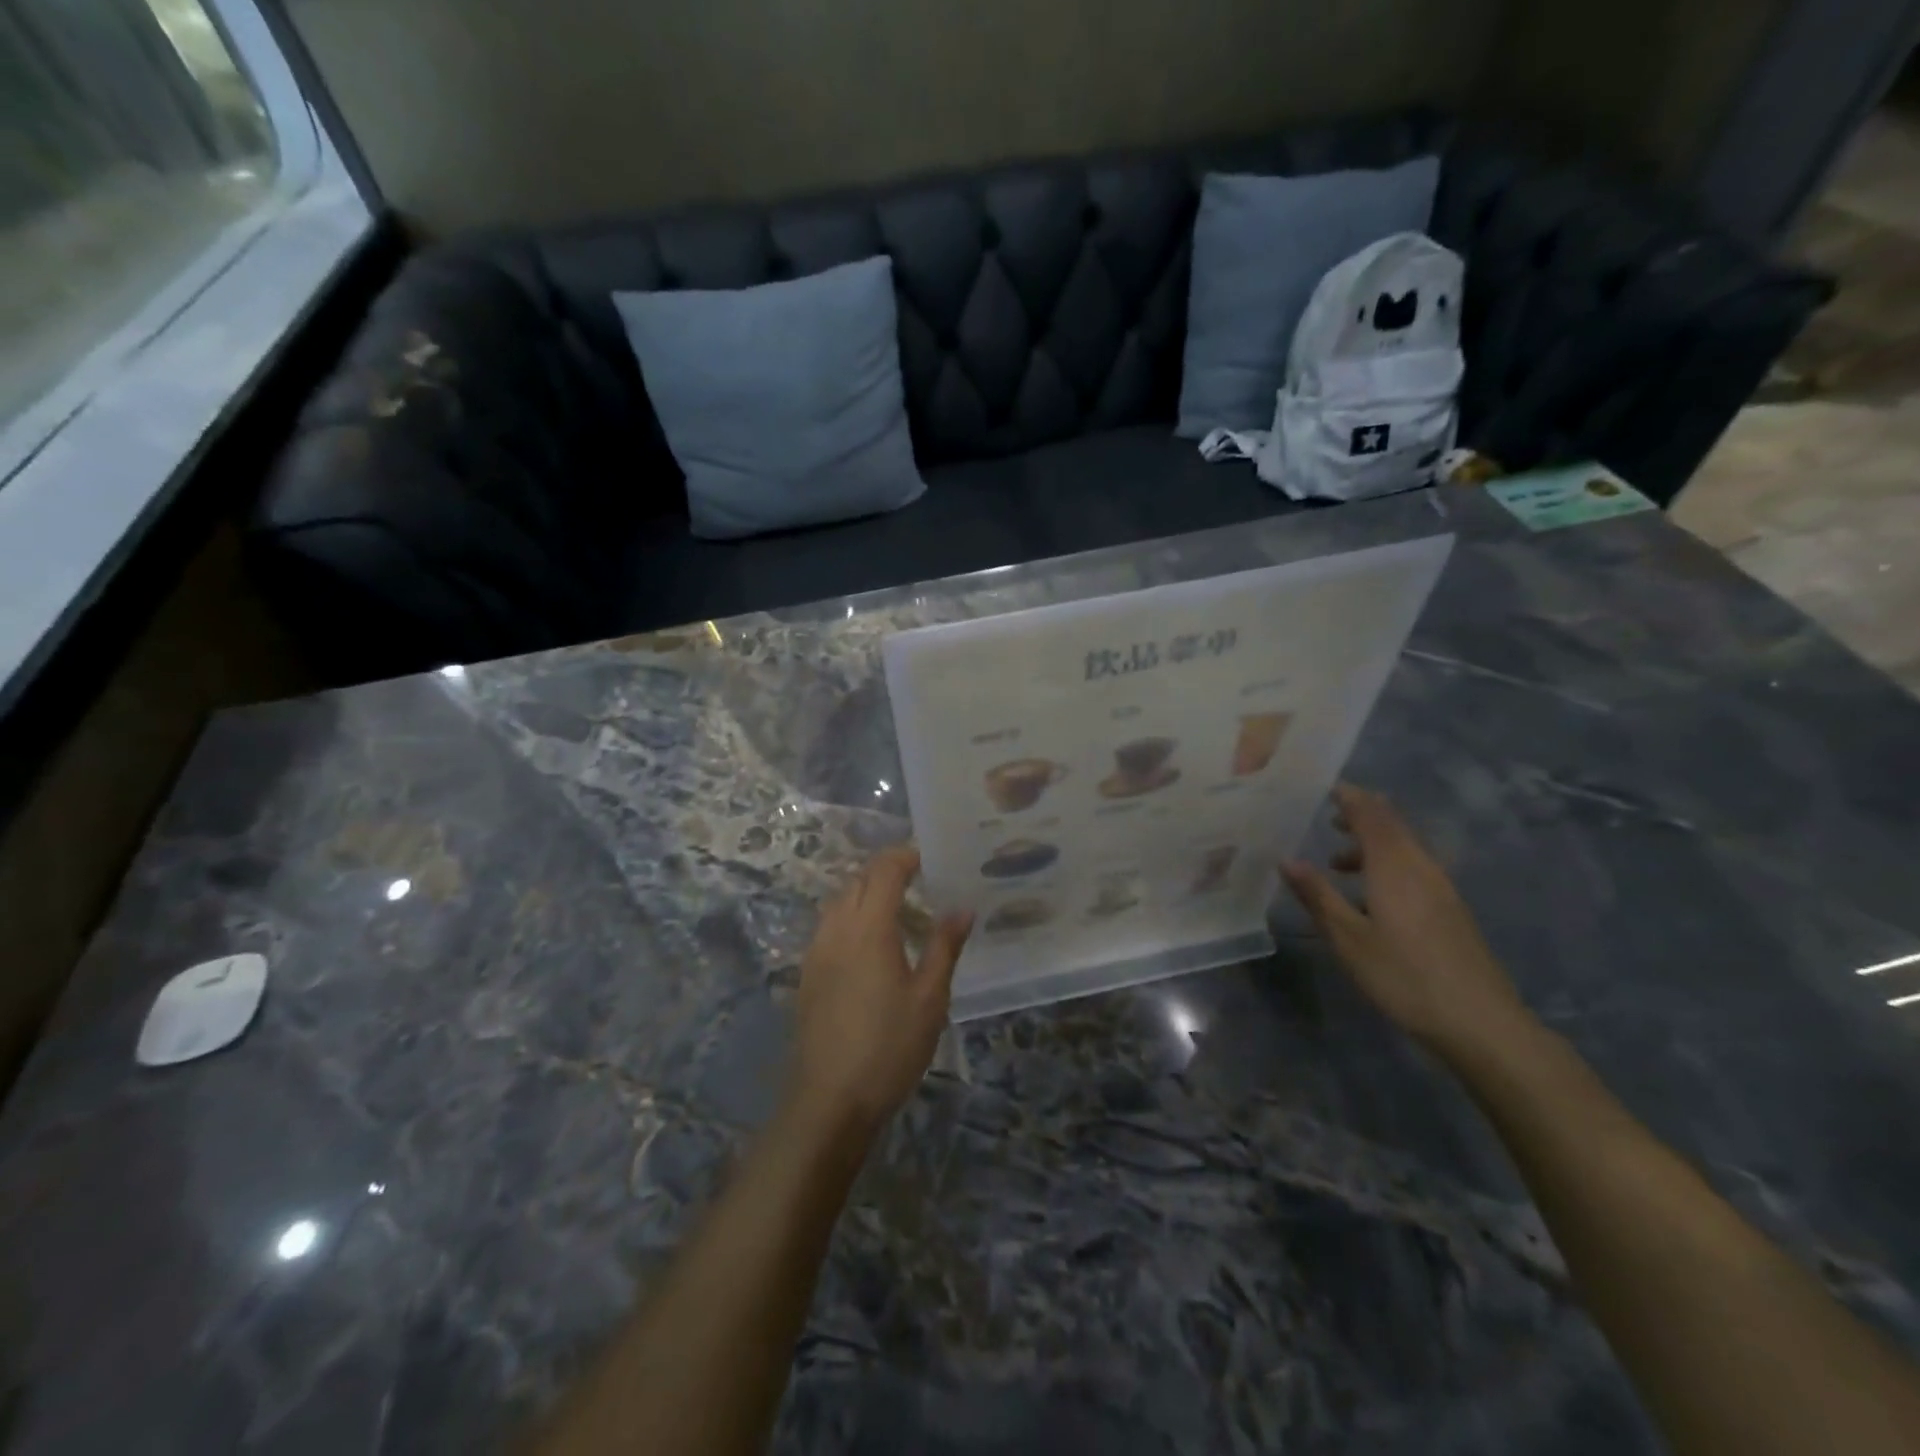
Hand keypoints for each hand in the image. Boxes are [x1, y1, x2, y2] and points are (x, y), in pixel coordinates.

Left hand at [787, 847, 971, 1135]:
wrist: (829, 1100)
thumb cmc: (889, 1046)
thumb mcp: (930, 998)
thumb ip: (945, 947)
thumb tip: (963, 908)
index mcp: (869, 927)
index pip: (884, 871)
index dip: (905, 856)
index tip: (929, 856)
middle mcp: (837, 929)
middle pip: (857, 881)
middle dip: (886, 870)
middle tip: (919, 879)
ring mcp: (816, 952)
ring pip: (839, 902)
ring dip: (865, 892)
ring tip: (897, 908)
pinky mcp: (808, 974)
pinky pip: (829, 927)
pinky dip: (851, 917)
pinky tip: (870, 943)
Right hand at [1281, 784, 1530, 1057]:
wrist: (1480, 1023)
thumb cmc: (1403, 976)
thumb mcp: (1348, 938)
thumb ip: (1317, 895)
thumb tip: (1287, 859)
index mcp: (1394, 866)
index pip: (1371, 814)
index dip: (1349, 797)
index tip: (1323, 787)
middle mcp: (1421, 867)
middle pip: (1393, 826)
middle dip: (1360, 815)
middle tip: (1326, 816)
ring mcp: (1441, 888)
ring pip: (1404, 848)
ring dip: (1371, 844)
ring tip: (1337, 862)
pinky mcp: (1451, 910)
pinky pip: (1414, 868)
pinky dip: (1386, 865)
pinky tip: (1370, 895)